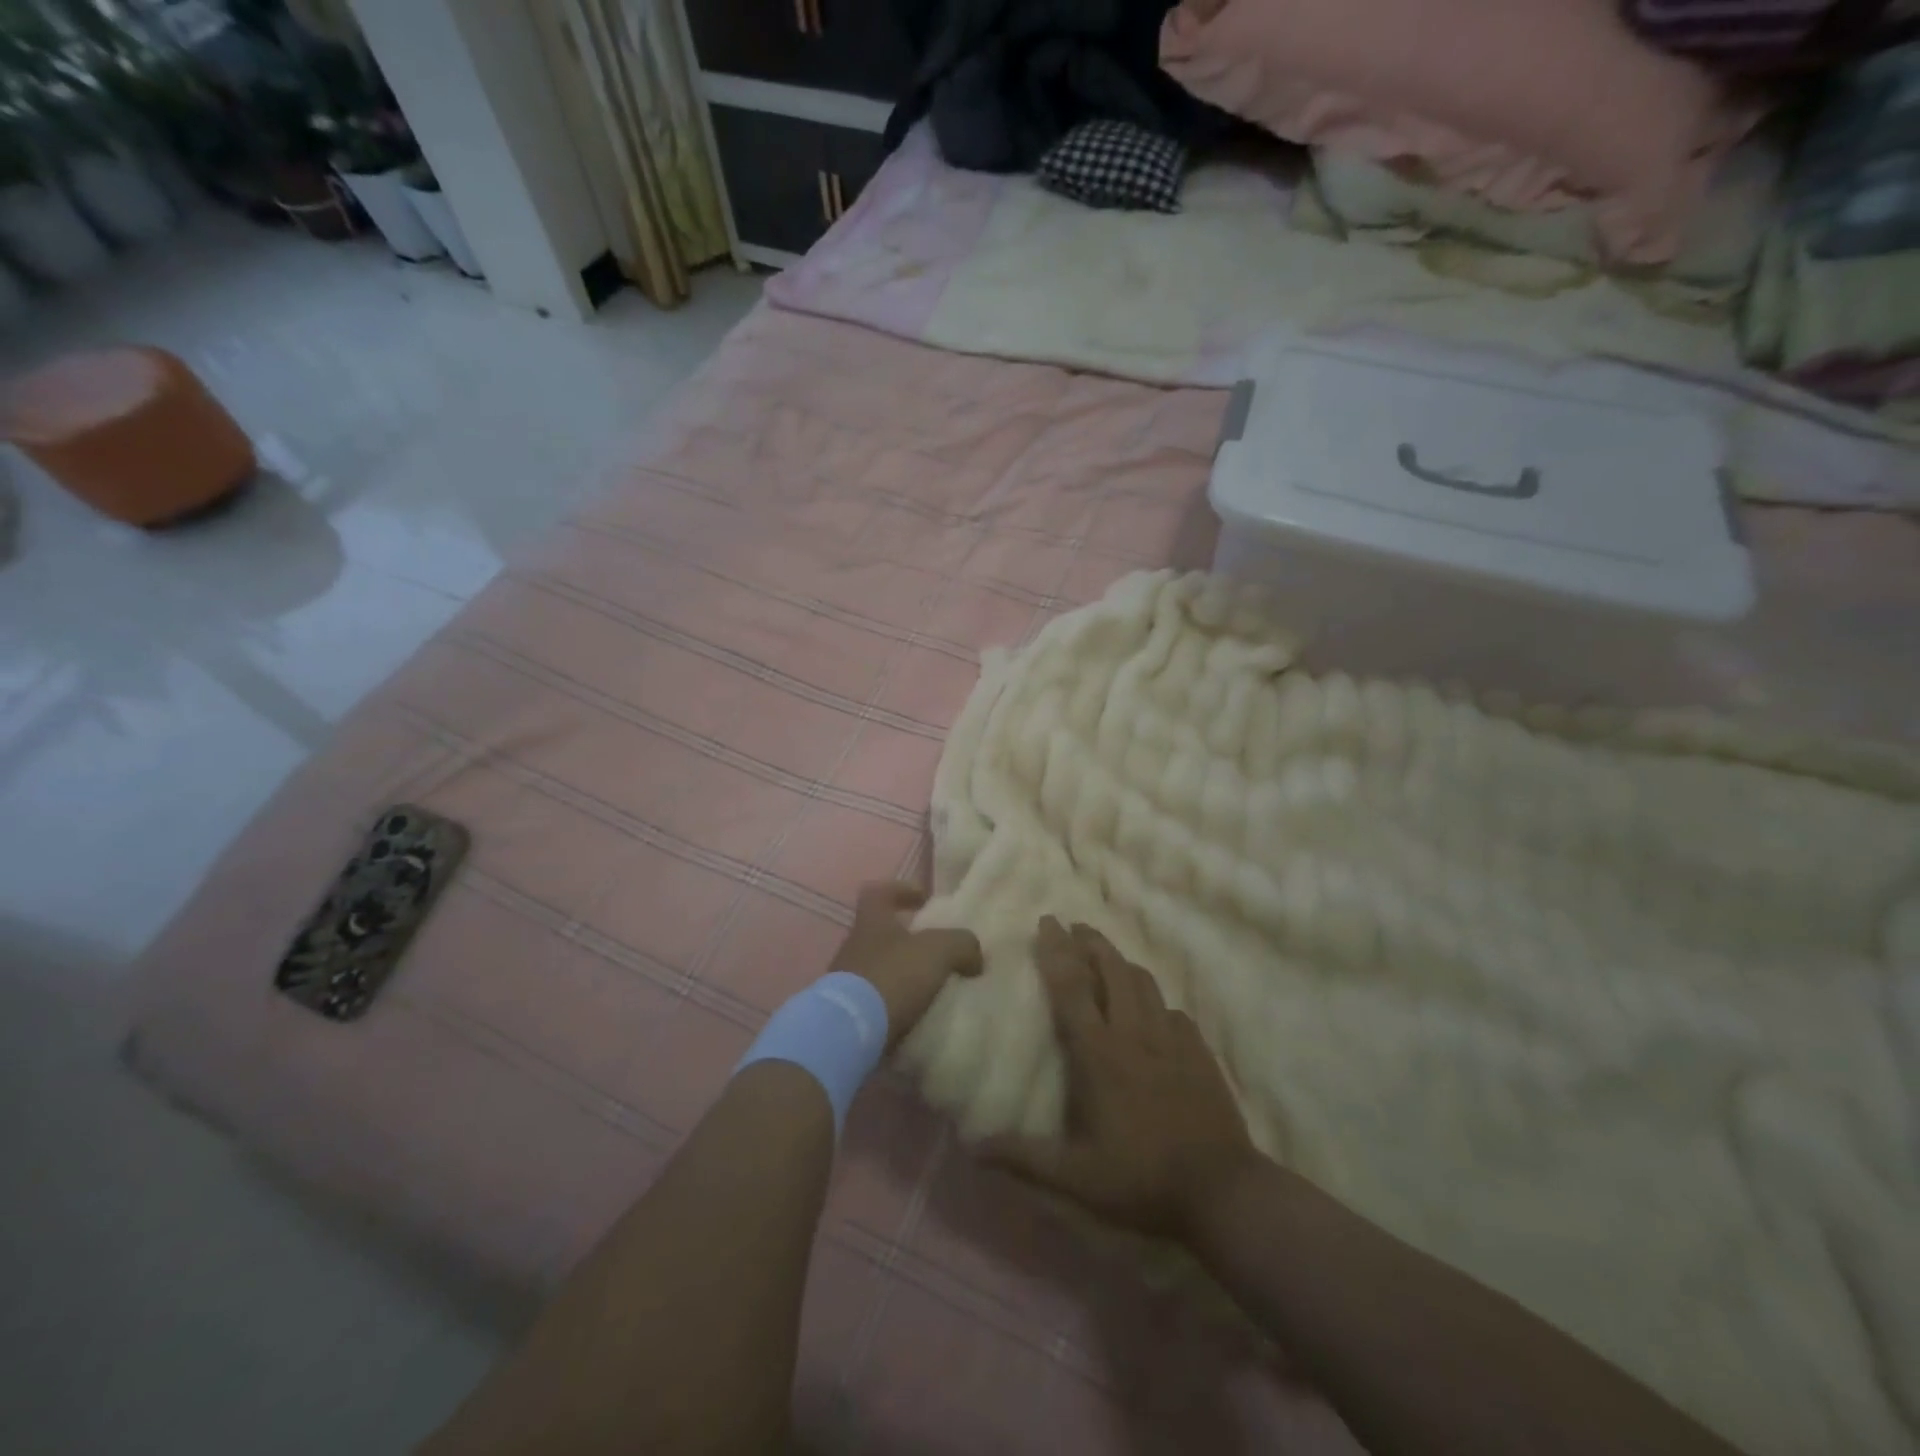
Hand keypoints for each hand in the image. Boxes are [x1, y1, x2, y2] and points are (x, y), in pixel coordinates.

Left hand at [831, 882, 982, 1048]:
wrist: (850, 1032)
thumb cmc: (893, 976)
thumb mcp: (938, 950)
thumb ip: (961, 944)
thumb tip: (974, 956)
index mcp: (871, 922)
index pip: (879, 892)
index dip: (902, 890)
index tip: (925, 900)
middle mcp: (854, 946)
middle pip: (881, 933)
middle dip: (909, 942)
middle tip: (939, 953)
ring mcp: (846, 981)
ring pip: (880, 969)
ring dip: (903, 976)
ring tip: (933, 991)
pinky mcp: (847, 1013)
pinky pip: (876, 1002)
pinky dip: (895, 1006)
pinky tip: (918, 1017)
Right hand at [982, 917, 1256, 1241]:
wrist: (1223, 1190)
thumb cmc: (1141, 1179)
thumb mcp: (1075, 1178)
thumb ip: (1024, 1158)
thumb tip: (973, 1148)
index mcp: (1100, 1053)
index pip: (1072, 987)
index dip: (1056, 951)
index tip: (1046, 922)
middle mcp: (1134, 1034)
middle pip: (1111, 969)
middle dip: (1090, 942)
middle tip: (1073, 926)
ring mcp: (1171, 1040)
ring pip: (1144, 983)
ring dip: (1120, 961)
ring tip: (1106, 954)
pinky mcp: (1199, 1052)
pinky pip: (1173, 1011)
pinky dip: (1155, 1000)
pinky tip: (1153, 1009)